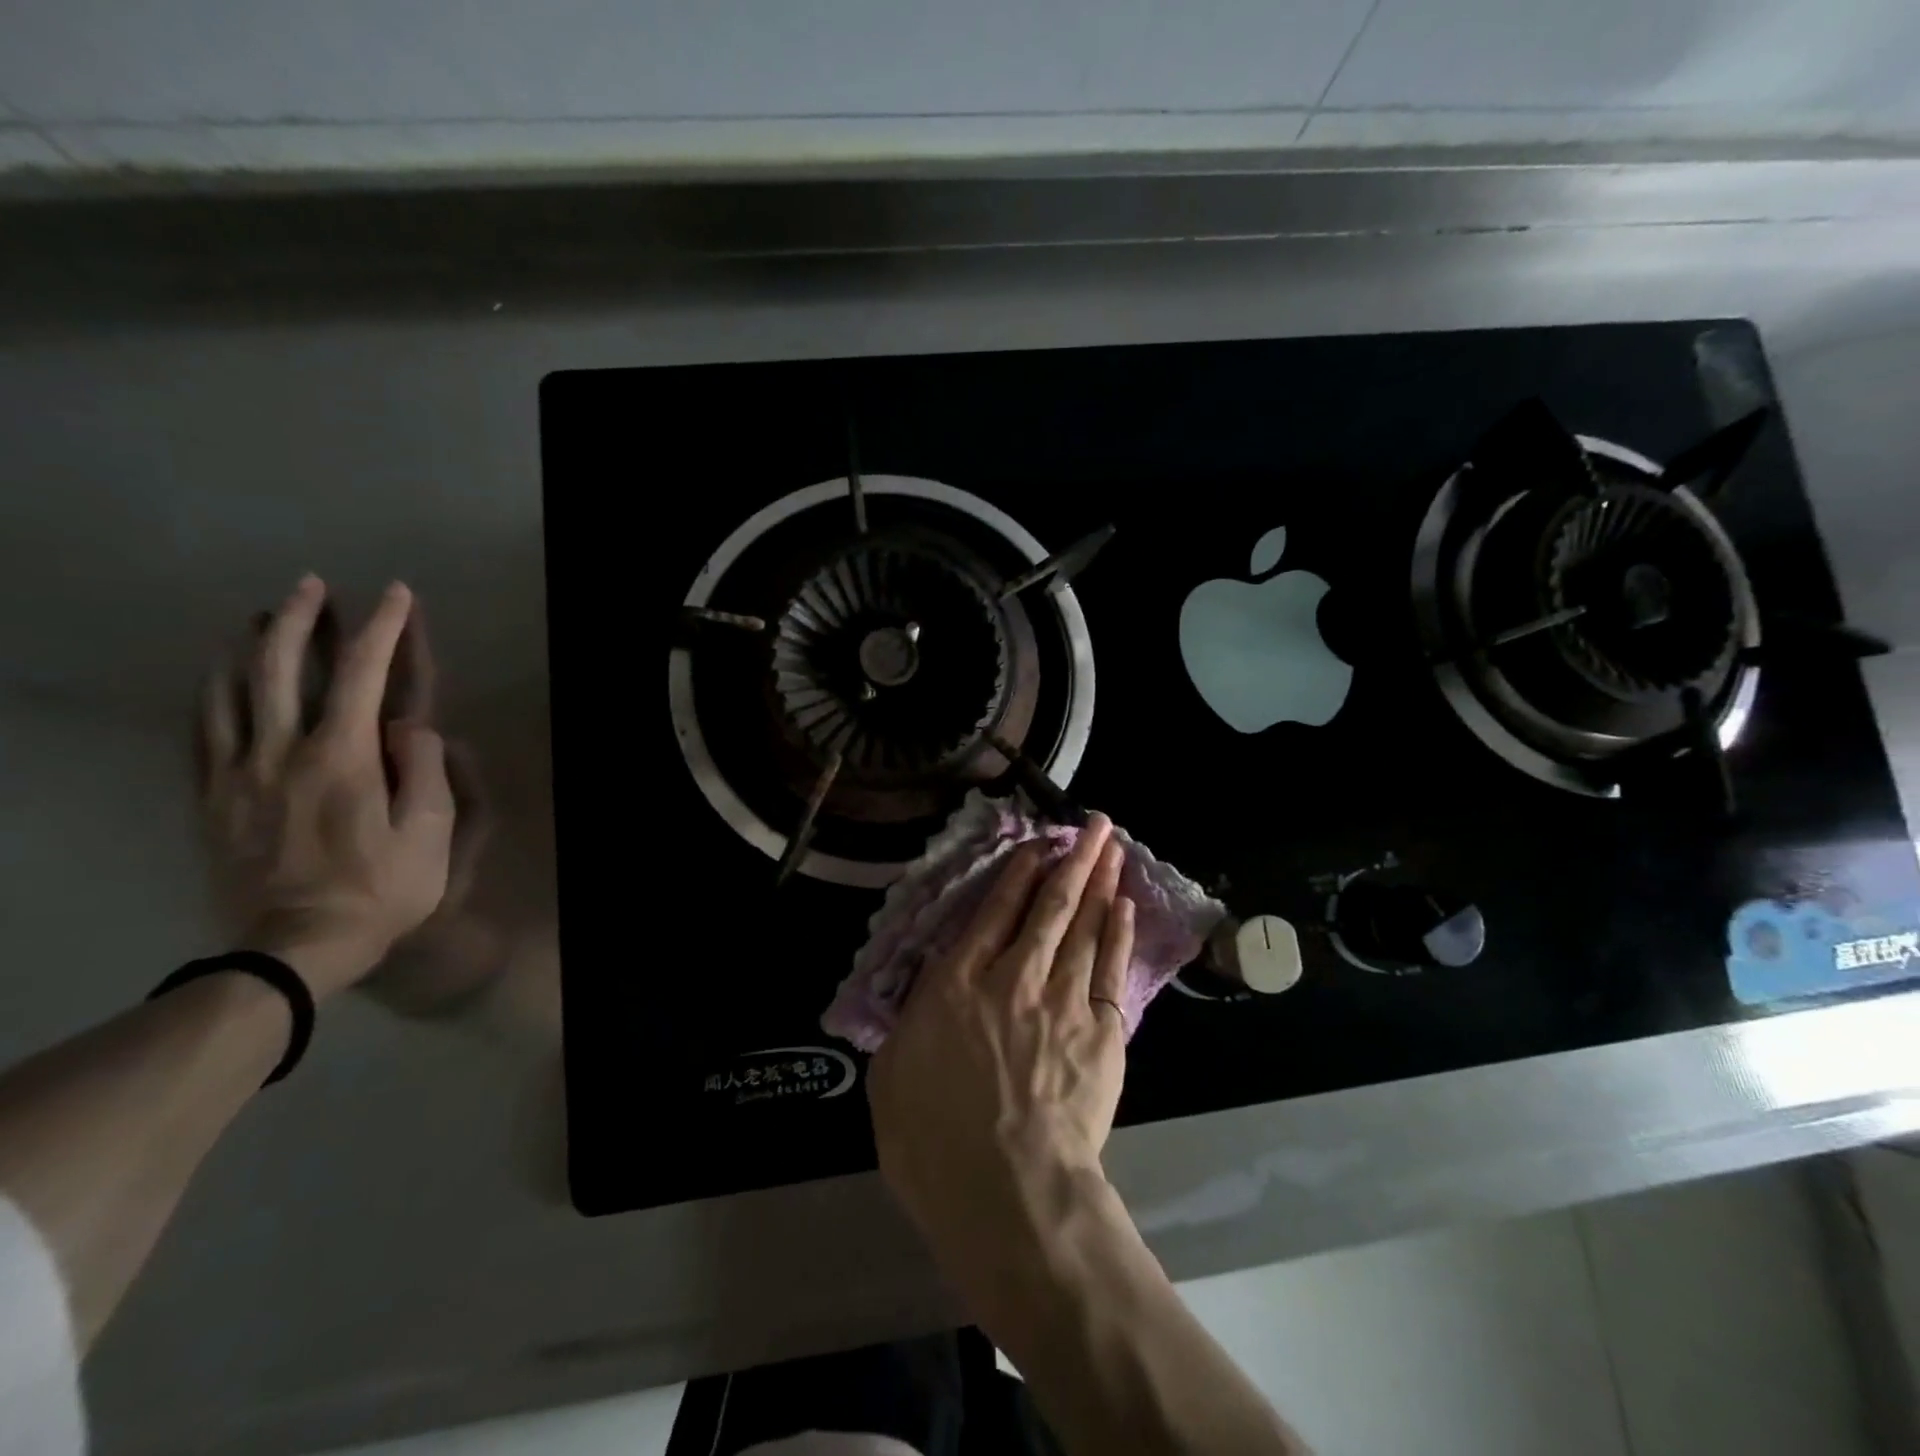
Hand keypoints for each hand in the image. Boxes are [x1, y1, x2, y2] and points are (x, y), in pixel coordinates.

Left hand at [198, 576, 455, 1000]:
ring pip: (232, 690)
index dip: (383, 628)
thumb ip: (422, 770)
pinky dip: (210, 692)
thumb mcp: (430, 833)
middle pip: (282, 667)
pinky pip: (201, 730)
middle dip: (301, 618)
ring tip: (261, 617)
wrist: (296, 946)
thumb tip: (409, 725)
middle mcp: (283, 751)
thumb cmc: (381, 887)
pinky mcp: (211, 798)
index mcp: (343, 757)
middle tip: (312, 585)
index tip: (396, 594)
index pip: (363, 674)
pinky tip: (218, 677)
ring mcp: (237, 773)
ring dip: (250, 645)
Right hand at [868, 813, 1135, 1278]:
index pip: (993, 912)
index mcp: (957, 984)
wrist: (1009, 1191)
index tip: (1038, 845)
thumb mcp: (893, 1074)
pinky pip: (1110, 968)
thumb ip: (913, 1019)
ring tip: (1112, 848)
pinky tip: (1122, 906)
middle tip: (1094, 824)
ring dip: (1099, 883)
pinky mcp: (1100, 1030)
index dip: (1019, 872)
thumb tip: (929, 988)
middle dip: (1073, 859)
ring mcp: (1063, 1000)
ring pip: (1084, 926)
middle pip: (1050, 906)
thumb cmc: (934, 1141)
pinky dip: (1117, 932)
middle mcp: (1013, 977)